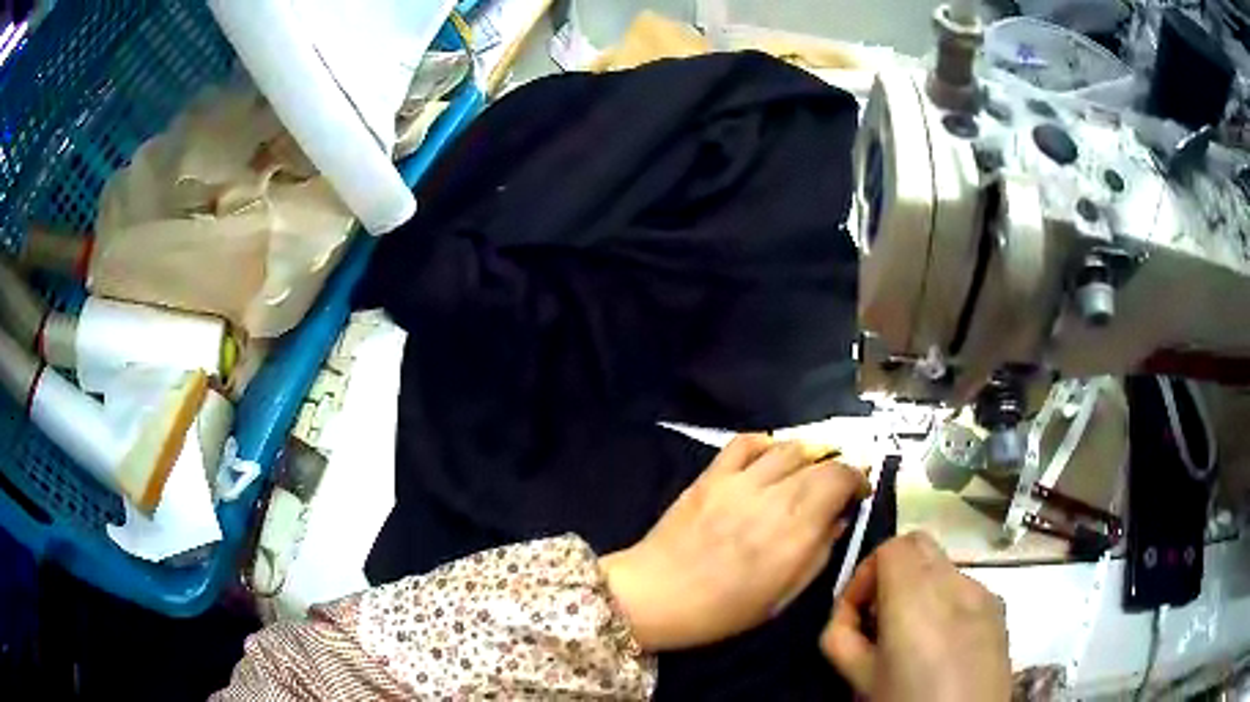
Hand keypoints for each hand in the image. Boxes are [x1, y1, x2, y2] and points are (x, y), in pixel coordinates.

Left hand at [600, 434, 868, 651]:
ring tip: (809, 470)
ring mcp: (739, 482)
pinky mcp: (711, 476)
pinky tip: (772, 456)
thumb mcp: (782, 597)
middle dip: (838, 468)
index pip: (840, 479)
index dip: (857, 479)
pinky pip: (744, 443)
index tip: (858, 492)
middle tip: (838, 485)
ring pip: (787, 448)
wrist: (655, 595)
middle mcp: (773, 498)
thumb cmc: (722, 610)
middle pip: (819, 462)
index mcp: (795, 532)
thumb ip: (817, 554)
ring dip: (808, 454)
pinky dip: (766, 443)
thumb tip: (838, 520)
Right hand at [821, 532, 1010, 701]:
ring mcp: (984, 593)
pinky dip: (945, 602)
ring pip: (943, 565)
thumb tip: (849, 616)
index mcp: (916, 597)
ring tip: (911, 636)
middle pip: (919, 543)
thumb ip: (841, 636)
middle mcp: (955, 583)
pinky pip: (965, 588)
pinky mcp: (1000, 609)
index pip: (890, 547)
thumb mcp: (858, 679)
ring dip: (919, 587)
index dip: (865, 574)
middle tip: (879, 616)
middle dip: (892, 571)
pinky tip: (942, 645)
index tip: (856, 611)